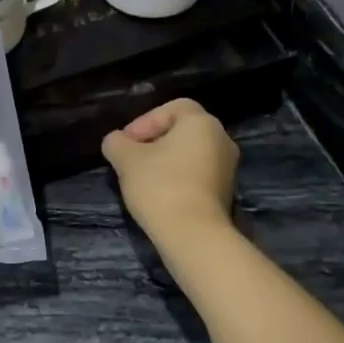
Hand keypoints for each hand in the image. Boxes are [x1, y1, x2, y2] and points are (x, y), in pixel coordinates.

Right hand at [102, 99, 238, 242]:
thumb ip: (117, 143)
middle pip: (182, 131)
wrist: (193, 234)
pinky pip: (197, 174)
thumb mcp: (126, 160)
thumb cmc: (160, 185)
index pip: (172, 108)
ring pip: (190, 154)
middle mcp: (221, 139)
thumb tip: (116, 141)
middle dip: (153, 141)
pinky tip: (159, 194)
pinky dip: (178, 178)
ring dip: (165, 161)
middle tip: (130, 158)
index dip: (144, 121)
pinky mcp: (226, 192)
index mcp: (202, 123)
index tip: (126, 142)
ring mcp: (227, 167)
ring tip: (141, 178)